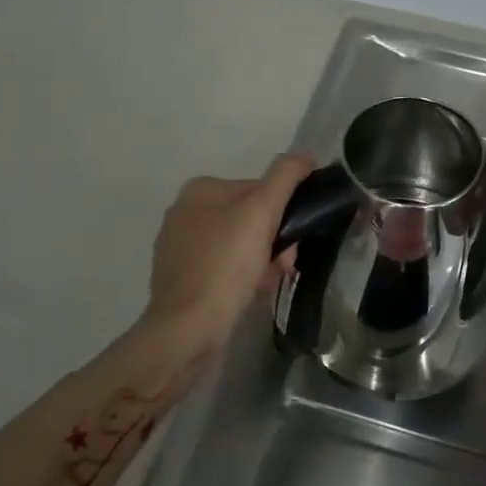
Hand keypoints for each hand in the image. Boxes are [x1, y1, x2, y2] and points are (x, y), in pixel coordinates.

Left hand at [142, 154, 313, 358]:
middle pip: (250, 220)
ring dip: (263, 263)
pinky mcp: (182, 281)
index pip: (258, 190)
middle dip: (274, 242)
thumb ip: (285, 177)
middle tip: (284, 265)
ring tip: (267, 285)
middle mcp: (184, 213)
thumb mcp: (262, 212)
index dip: (283, 214)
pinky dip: (243, 281)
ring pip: (240, 247)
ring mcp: (180, 249)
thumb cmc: (226, 265)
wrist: (188, 330)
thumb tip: (305, 154)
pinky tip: (250, 297)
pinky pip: (226, 272)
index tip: (294, 239)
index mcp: (200, 190)